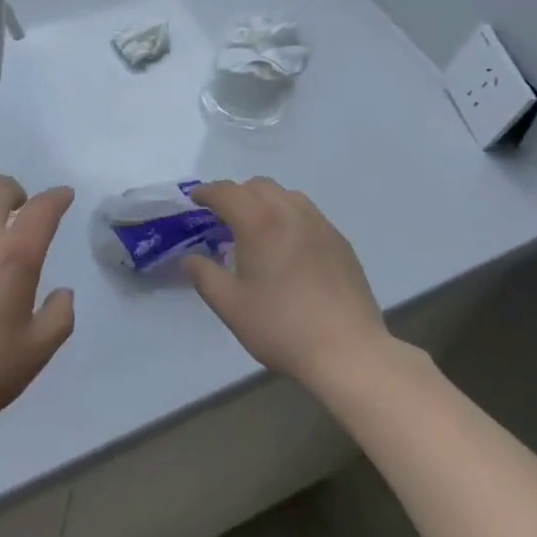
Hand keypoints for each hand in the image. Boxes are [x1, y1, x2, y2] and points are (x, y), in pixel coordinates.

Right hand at [184, 178, 393, 393]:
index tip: (196, 199)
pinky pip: (308, 214)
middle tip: (224, 217)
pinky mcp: (339, 241)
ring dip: (265, 201)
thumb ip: (204, 276)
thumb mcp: (231, 306)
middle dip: (237, 194)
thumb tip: (190, 258)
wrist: (347, 350)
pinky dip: (290, 216)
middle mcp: (290, 212)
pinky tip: (289, 246)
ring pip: (286, 195)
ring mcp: (320, 224)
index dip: (207, 192)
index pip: (227, 193)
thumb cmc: (281, 327)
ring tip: (258, 227)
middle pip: (258, 186)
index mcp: (259, 223)